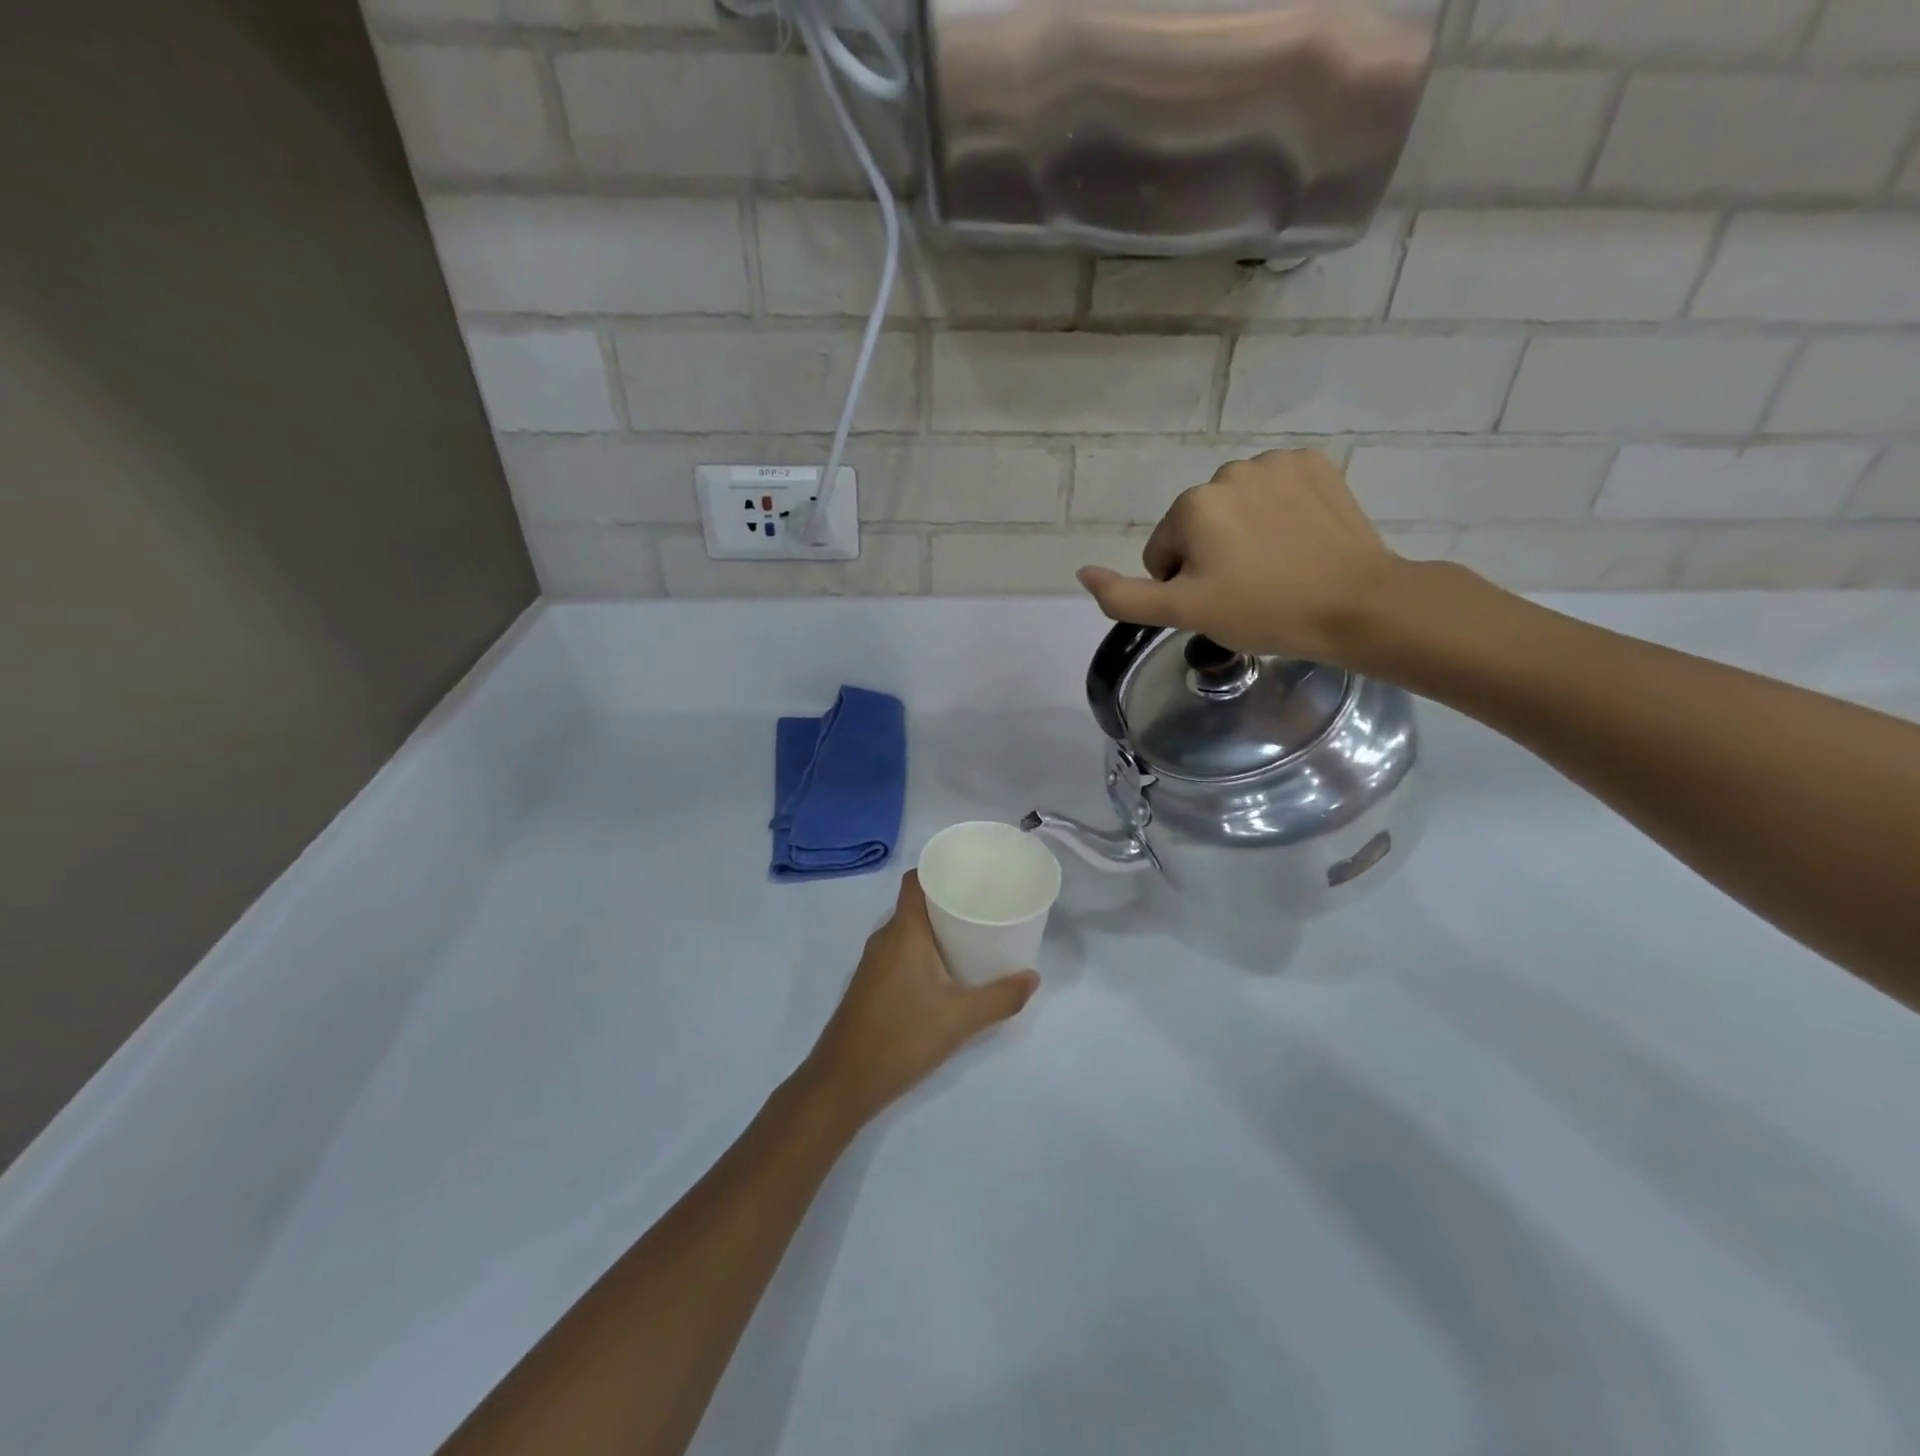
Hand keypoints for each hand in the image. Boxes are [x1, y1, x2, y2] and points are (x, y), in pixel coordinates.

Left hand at [803, 871, 1038, 1127]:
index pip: (915, 880)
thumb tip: (1032, 978)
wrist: (844, 1080)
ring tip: (969, 936)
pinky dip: (921, 951)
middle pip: (915, 904)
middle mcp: (884, 938)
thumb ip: (1001, 997)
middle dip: (946, 901)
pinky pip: (898, 952)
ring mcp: (872, 962)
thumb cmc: (903, 1035)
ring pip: (906, 931)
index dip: (939, 869)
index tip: (969, 873)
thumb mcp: (961, 1018)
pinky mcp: (869, 985)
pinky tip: (943, 972)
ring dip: (934, 929)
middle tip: (982, 906)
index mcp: (904, 931)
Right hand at [1075, 449, 1402, 664]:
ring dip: (1244, 534)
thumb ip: (1124, 596)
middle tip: (1247, 590)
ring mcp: (1277, 463)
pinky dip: (1279, 513)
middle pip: (1198, 525)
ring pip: (1236, 507)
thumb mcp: (1183, 613)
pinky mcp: (1316, 464)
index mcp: (1192, 505)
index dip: (1184, 585)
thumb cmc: (1264, 612)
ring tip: (1276, 568)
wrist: (1357, 605)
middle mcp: (1228, 471)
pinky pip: (1275, 490)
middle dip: (1212, 556)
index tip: (1219, 603)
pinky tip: (1300, 541)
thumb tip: (1083, 572)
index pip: (1163, 552)